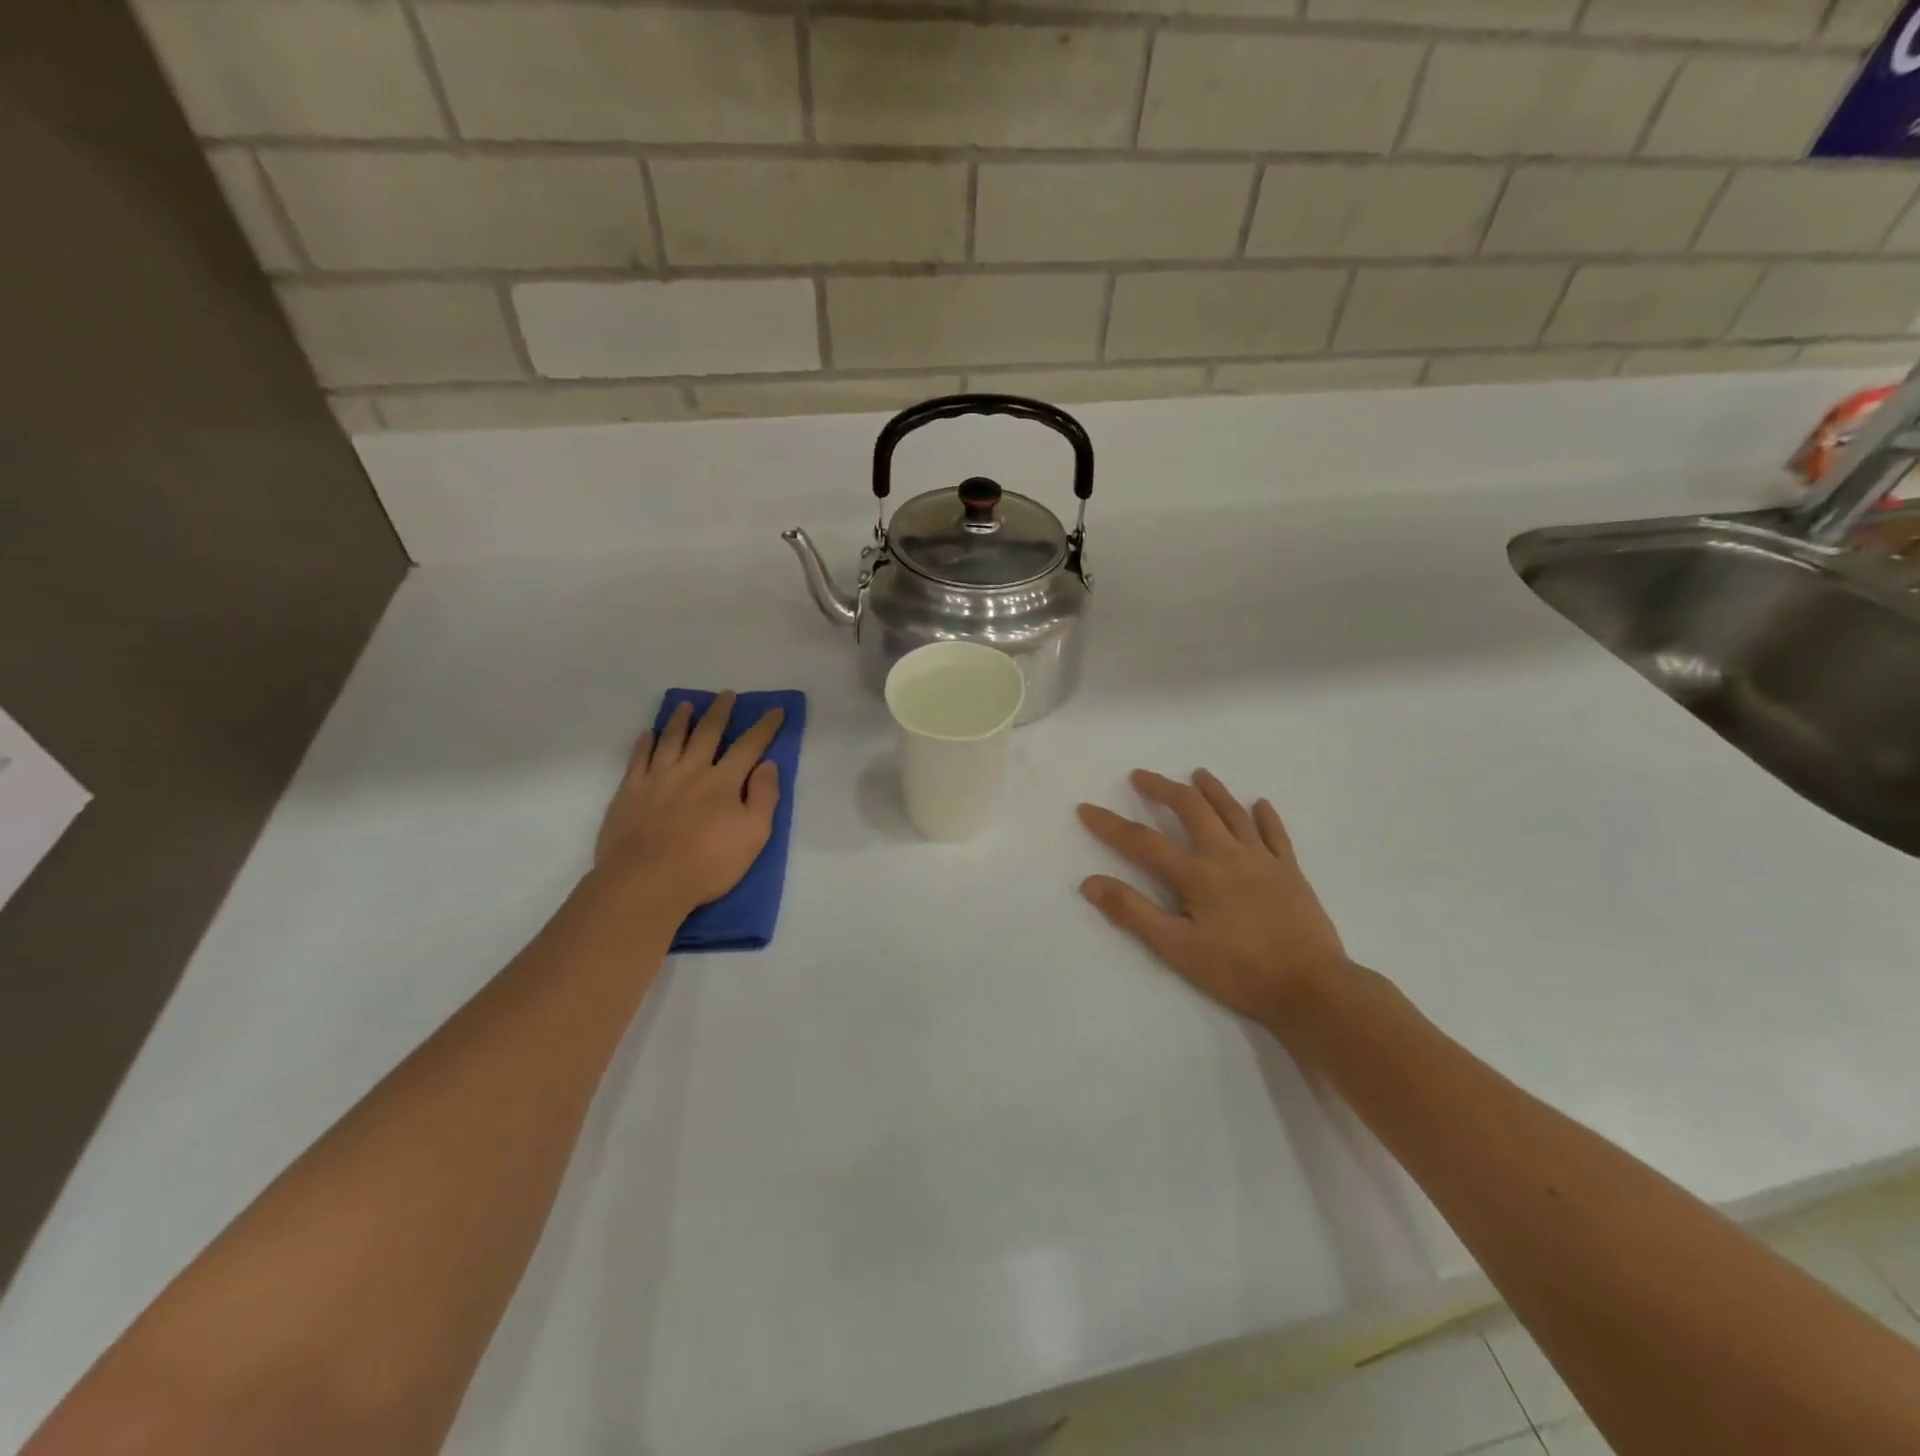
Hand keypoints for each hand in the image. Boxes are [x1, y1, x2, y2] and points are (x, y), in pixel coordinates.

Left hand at [593, 692, 783, 913]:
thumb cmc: (707, 863)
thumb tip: (767, 764)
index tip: (775, 710)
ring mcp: (657, 778)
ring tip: (687, 704)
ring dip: (681, 719)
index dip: (764, 727)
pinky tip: (649, 734)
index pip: (749, 746)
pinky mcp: (630, 791)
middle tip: (726, 694)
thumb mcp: (754, 835)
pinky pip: (638, 758)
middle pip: (708, 733)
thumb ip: (764, 797)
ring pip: (671, 739)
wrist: (646, 881)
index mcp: (724, 781)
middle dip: (720, 712)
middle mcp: (692, 770)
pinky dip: (645, 743)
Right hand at [1077, 769, 1351, 1028]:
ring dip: (1213, 790)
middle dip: (1163, 789)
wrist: (1313, 987)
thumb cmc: (1239, 971)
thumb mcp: (1177, 949)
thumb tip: (1090, 882)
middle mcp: (1227, 855)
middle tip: (1141, 776)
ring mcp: (1263, 860)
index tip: (1086, 808)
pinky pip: (1276, 835)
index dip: (1110, 825)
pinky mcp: (1291, 872)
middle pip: (1191, 809)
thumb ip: (1133, 913)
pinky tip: (1260, 804)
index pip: (1143, 842)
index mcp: (1196, 874)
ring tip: (1197, 774)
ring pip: (1233, 813)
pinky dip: (1265, 816)